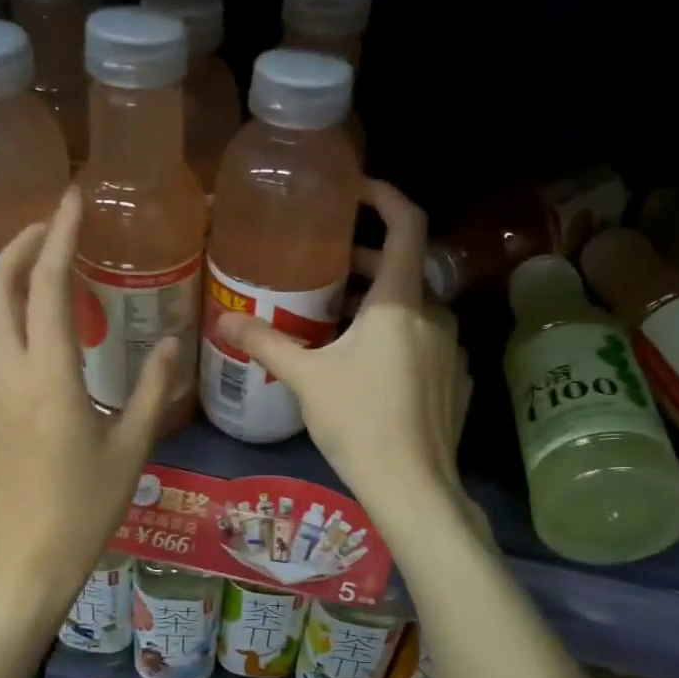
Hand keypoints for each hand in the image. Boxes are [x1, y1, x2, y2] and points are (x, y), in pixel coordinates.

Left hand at [0, 186, 177, 611]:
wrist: (24, 562)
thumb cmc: (85, 509)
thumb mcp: (131, 448)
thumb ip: (154, 389)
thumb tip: (170, 342)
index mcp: (49, 378)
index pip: (50, 287)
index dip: (61, 236)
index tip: (72, 199)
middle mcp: (4, 374)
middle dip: (22, 246)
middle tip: (54, 227)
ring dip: (6, 279)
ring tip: (39, 267)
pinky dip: (1, 317)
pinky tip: (28, 329)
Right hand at [216, 181, 471, 527]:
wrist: (413, 486)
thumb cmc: (358, 421)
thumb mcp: (306, 378)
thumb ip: (266, 343)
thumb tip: (223, 321)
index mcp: (400, 302)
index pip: (406, 224)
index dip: (384, 197)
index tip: (356, 191)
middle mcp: (434, 315)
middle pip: (402, 269)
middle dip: (364, 263)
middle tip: (324, 270)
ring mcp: (451, 349)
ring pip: (412, 309)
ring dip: (376, 304)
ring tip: (334, 321)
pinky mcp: (455, 380)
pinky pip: (423, 341)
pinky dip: (396, 337)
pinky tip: (367, 367)